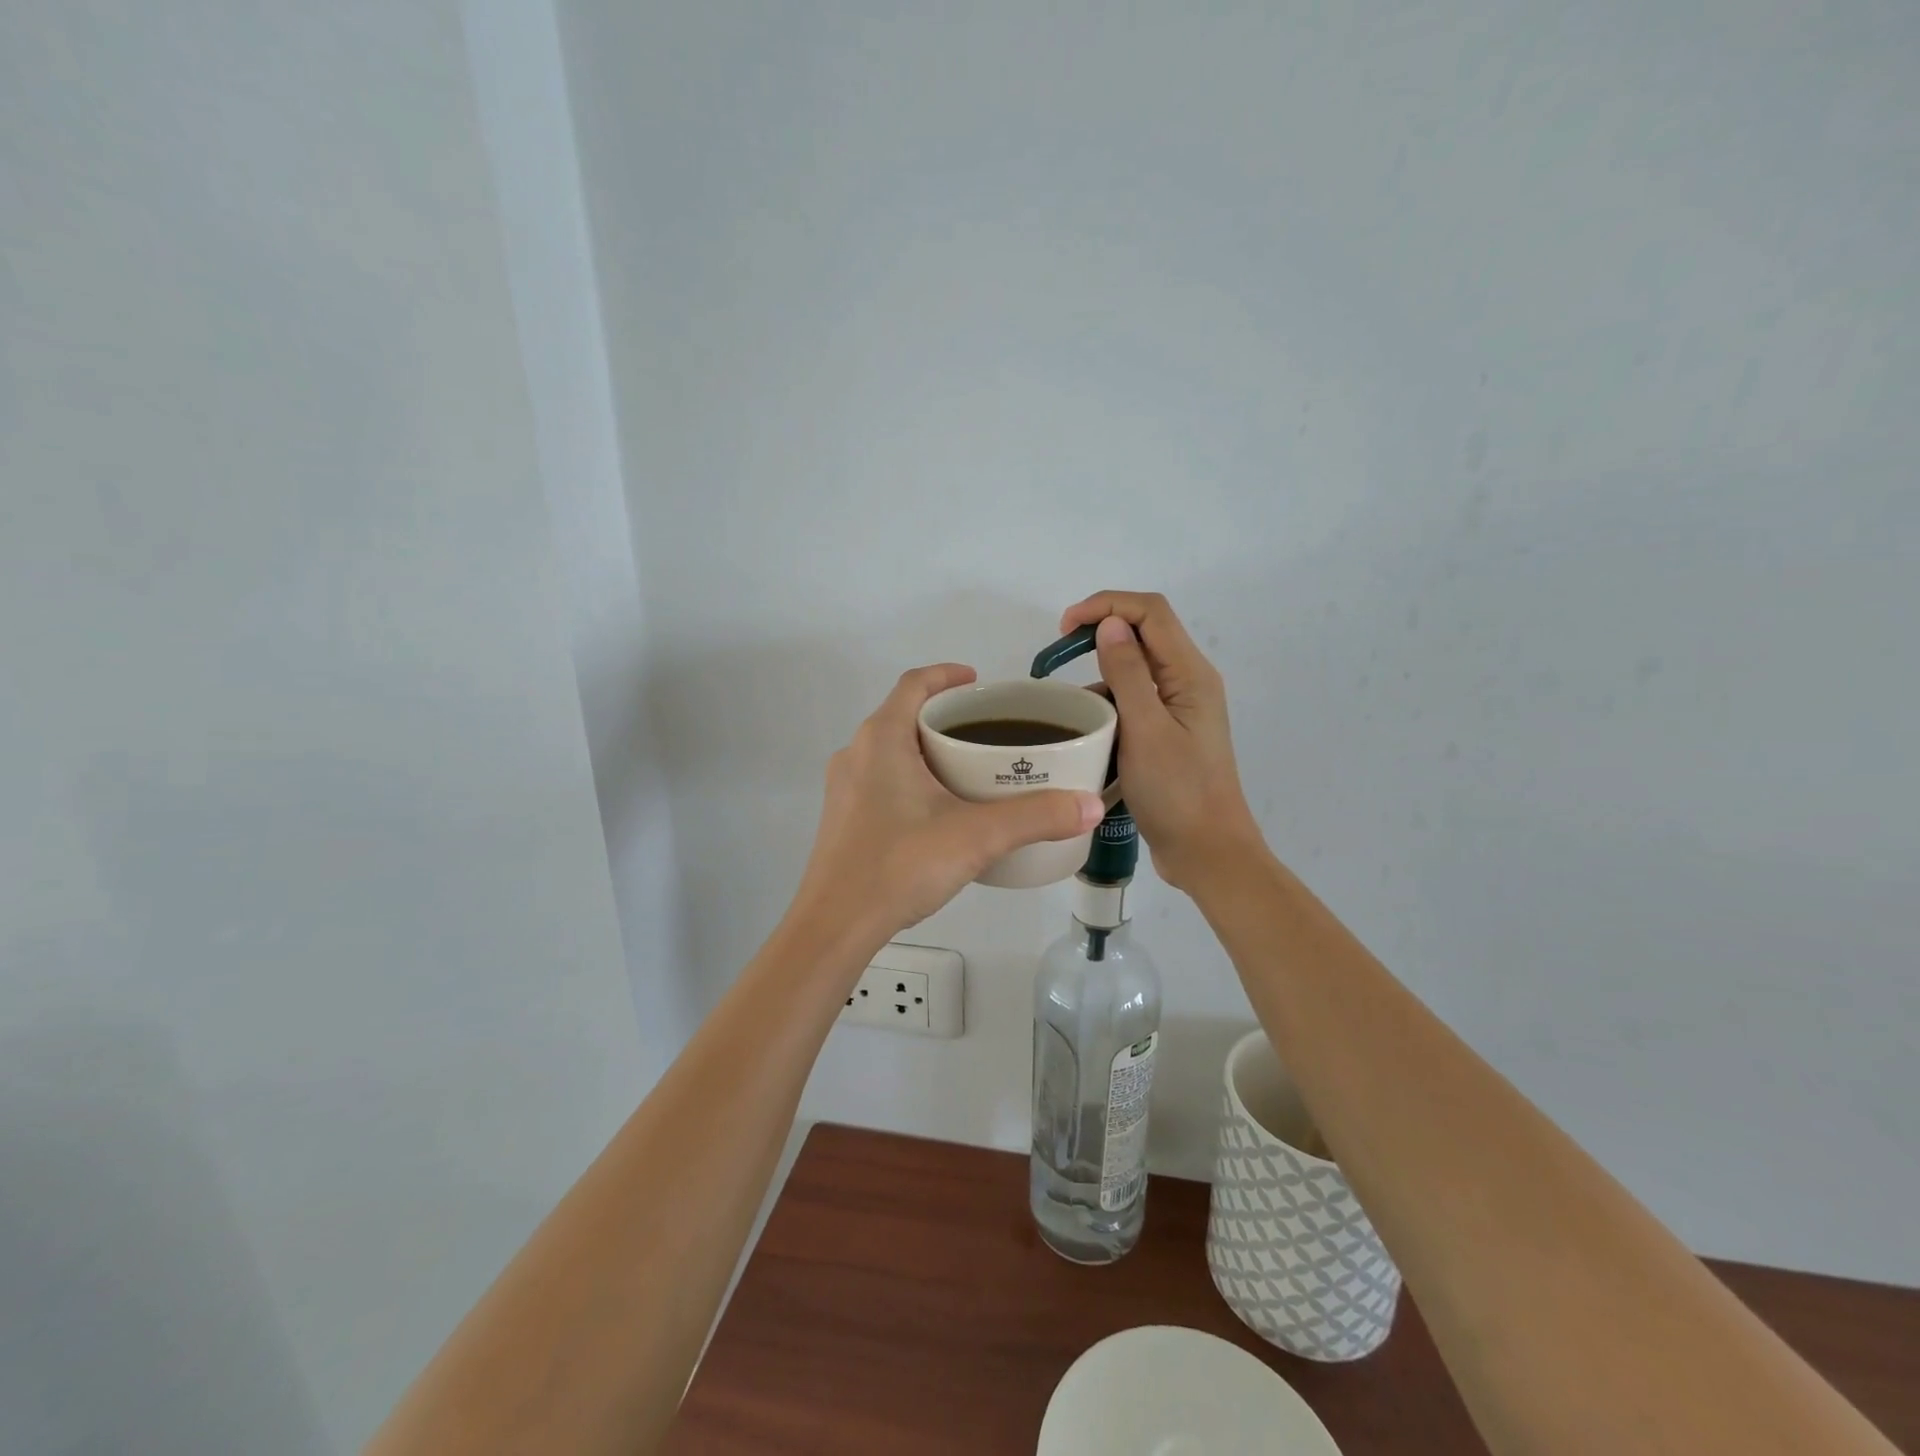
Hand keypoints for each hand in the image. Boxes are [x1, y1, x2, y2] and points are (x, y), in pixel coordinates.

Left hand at [791, 664, 1104, 942]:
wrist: (835, 925)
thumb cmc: (900, 865)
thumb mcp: (977, 836)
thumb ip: (1036, 817)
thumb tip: (1090, 805)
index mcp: (882, 738)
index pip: (914, 683)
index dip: (947, 675)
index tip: (979, 683)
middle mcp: (856, 752)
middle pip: (903, 715)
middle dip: (945, 716)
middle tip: (988, 732)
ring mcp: (843, 787)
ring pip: (890, 749)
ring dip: (927, 749)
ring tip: (969, 769)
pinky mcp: (841, 818)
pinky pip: (880, 779)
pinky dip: (911, 777)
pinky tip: (938, 811)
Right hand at [1058, 592, 1263, 889]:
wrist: (1207, 851)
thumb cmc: (1177, 793)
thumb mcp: (1145, 730)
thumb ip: (1127, 673)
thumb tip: (1110, 623)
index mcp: (1190, 674)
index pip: (1150, 613)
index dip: (1106, 606)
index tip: (1063, 629)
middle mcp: (1188, 682)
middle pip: (1145, 633)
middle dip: (1099, 633)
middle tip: (1057, 656)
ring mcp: (1179, 709)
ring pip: (1137, 669)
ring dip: (1101, 673)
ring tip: (1068, 701)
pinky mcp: (1169, 733)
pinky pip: (1135, 701)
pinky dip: (1109, 704)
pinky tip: (1087, 727)